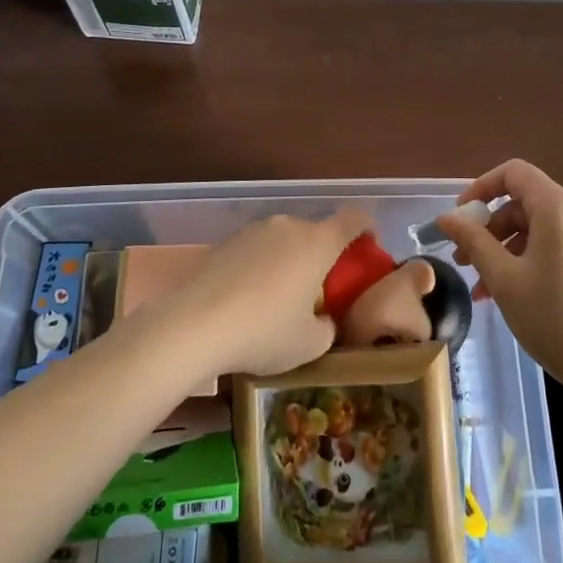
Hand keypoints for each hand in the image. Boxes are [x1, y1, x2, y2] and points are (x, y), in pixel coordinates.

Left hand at [163, 209, 372, 379]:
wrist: (194, 324)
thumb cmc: (265, 331)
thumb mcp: (309, 344)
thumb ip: (327, 327)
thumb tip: (323, 319)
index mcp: (318, 243)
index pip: (353, 218)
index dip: (365, 227)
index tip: (367, 244)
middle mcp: (288, 226)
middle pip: (315, 231)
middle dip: (321, 254)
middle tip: (317, 288)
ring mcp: (253, 230)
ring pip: (283, 240)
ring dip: (288, 260)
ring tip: (277, 297)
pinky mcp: (225, 242)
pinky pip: (255, 249)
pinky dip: (259, 266)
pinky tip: (246, 298)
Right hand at [434, 160, 562, 390]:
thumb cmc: (555, 318)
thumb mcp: (504, 279)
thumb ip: (473, 240)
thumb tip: (446, 217)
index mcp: (560, 206)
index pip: (514, 173)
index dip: (481, 188)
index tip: (460, 219)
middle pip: (526, 203)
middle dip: (491, 229)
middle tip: (465, 263)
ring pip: (542, 228)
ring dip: (509, 250)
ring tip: (485, 289)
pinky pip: (562, 244)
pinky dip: (534, 258)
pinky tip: (516, 293)